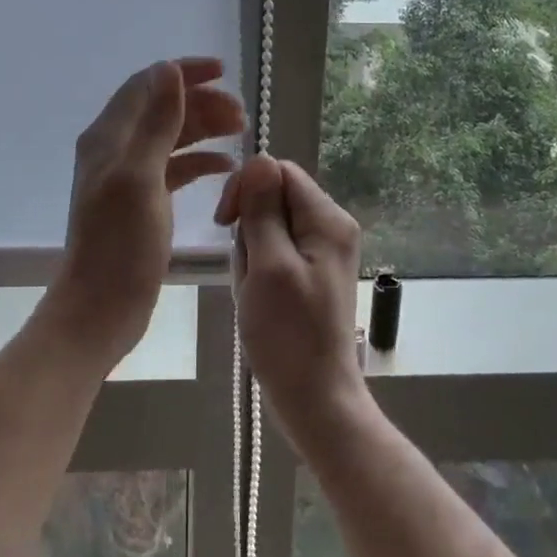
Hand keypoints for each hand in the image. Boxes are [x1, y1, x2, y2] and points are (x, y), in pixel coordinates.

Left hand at [47, 58, 243, 365]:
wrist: (102, 306)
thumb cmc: (120, 243)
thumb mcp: (141, 176)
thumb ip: (156, 121)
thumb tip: (168, 68)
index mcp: (109, 136)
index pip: (147, 84)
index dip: (184, 73)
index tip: (224, 72)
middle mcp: (116, 149)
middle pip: (162, 109)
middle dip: (202, 103)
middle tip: (242, 115)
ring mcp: (129, 176)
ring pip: (171, 137)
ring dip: (204, 129)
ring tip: (241, 132)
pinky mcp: (143, 201)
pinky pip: (175, 168)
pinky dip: (200, 161)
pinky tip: (226, 167)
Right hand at [215, 154, 367, 439]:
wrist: (314, 398)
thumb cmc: (288, 334)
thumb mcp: (268, 265)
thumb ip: (263, 210)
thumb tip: (259, 158)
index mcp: (327, 219)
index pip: (279, 172)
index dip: (247, 189)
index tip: (226, 224)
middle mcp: (331, 227)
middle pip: (274, 198)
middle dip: (249, 229)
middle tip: (248, 272)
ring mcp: (322, 252)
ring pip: (269, 227)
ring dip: (250, 255)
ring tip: (252, 292)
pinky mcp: (310, 274)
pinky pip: (274, 253)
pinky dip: (258, 271)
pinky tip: (257, 299)